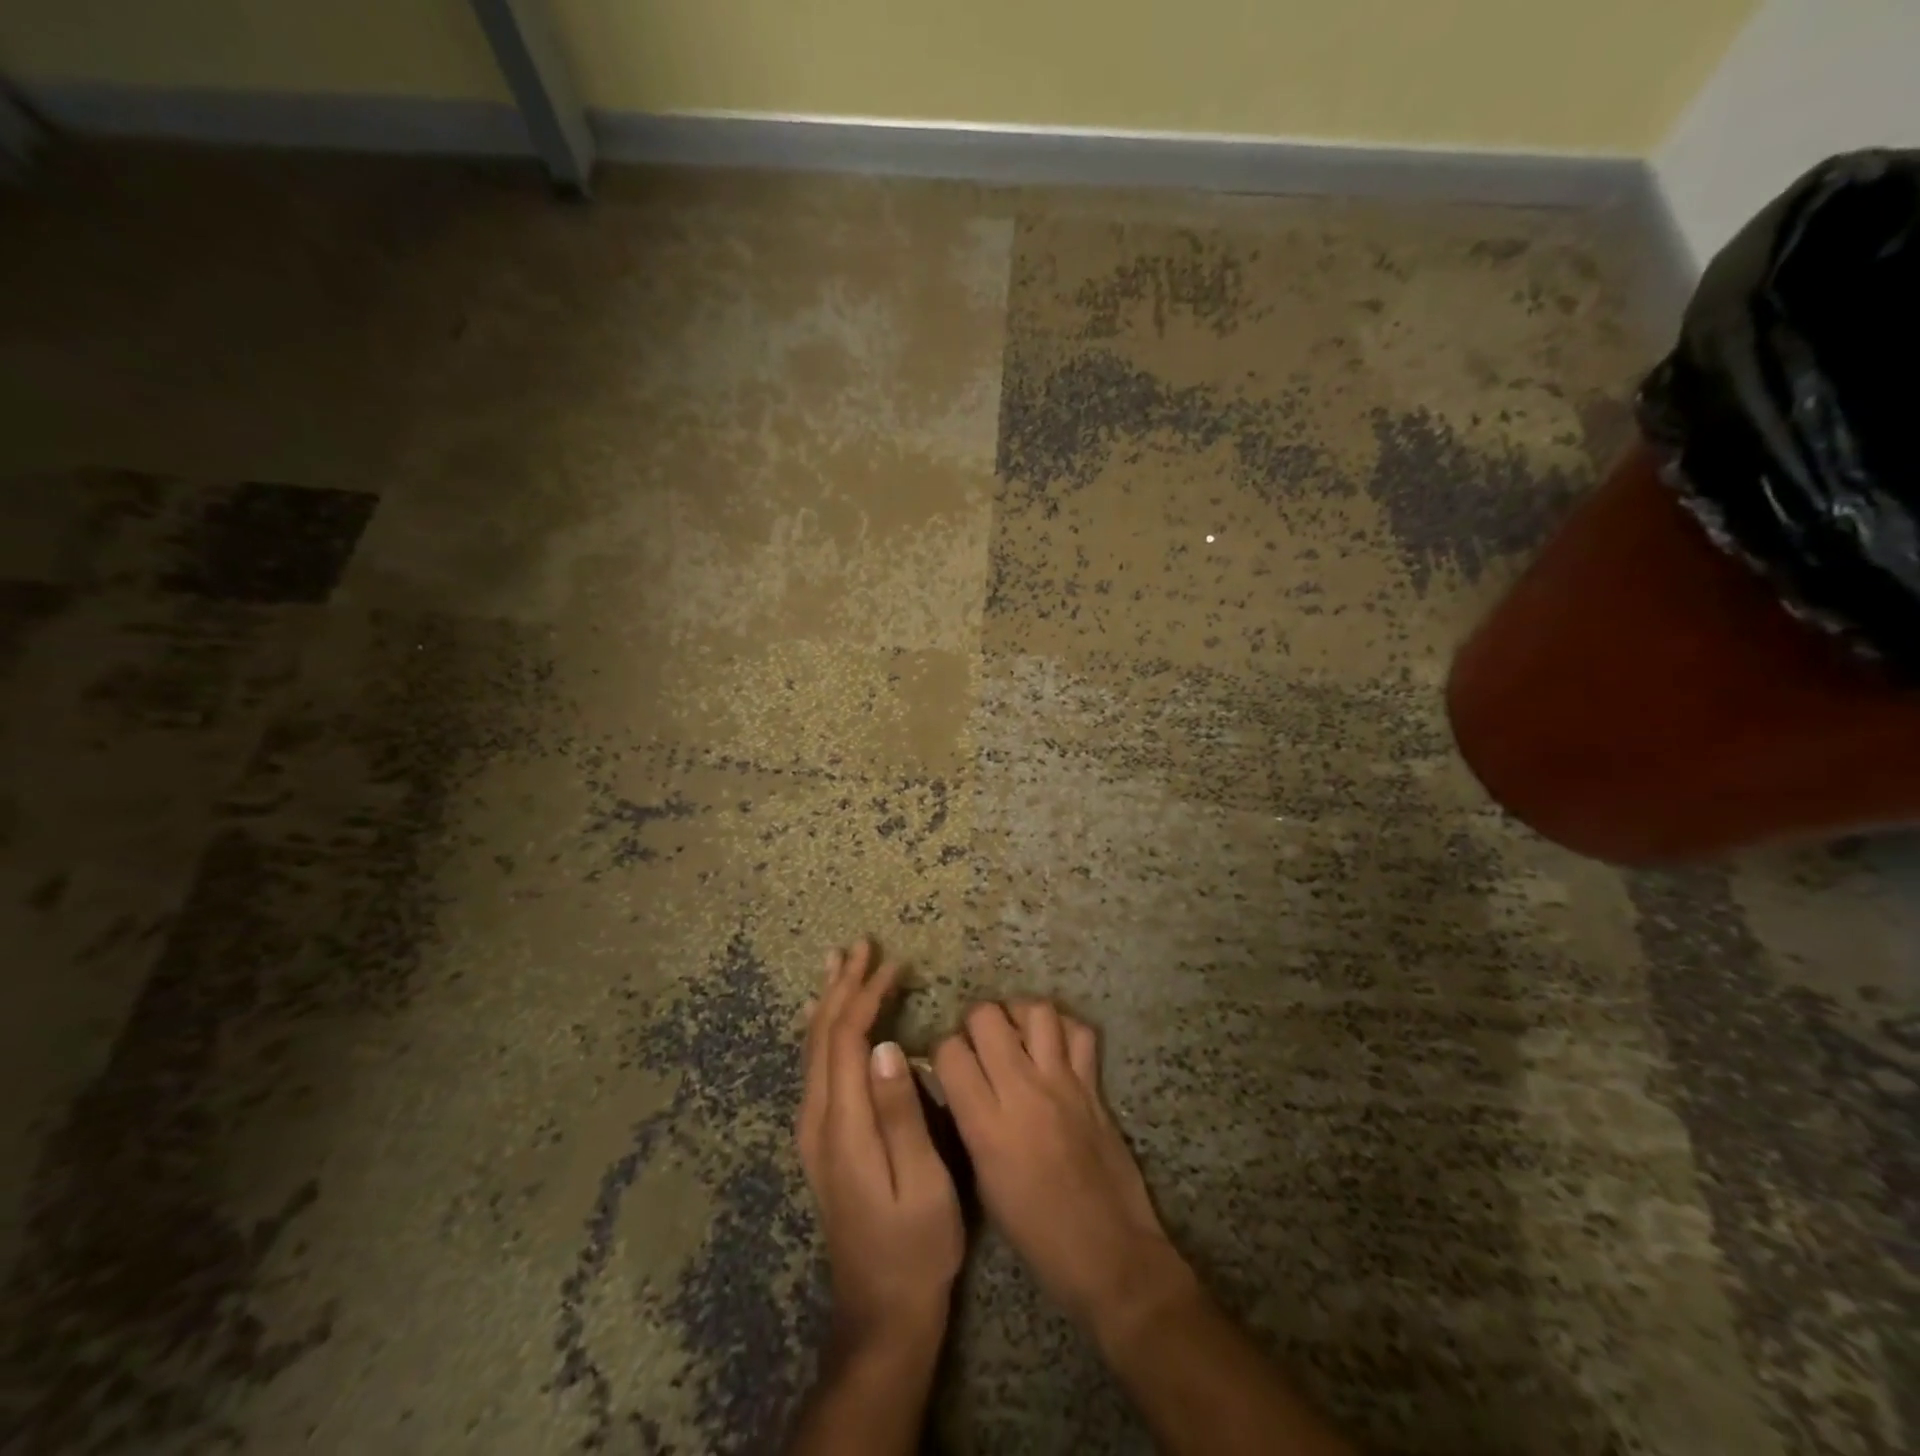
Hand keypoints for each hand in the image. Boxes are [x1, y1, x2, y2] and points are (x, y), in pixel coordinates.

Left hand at [798, 940, 964, 1348]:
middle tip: (862, 945)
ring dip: (828, 1001)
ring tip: (838, 963)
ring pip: (813, 1048)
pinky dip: (823, 1029)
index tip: (895, 964)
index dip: (867, 996)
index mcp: (842, 1125)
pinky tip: (822, 1018)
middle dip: (842, 986)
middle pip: (822, 1035)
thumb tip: (885, 1047)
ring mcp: (813, 1131)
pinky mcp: (821, 1140)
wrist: (881, 1315)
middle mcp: (817, 1120)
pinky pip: (815, 1066)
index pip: (847, 1039)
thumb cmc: (915, 1248)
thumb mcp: (922, 1185)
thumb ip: (901, 1115)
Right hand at [933, 1001, 1193, 1336]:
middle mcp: (1022, 1090)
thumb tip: (957, 1086)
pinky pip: (1079, 1032)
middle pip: (987, 1017)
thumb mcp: (984, 1183)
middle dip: (974, 1021)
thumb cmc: (1037, 1234)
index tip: (947, 1064)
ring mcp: (1063, 1082)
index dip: (942, 1051)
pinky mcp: (1094, 1085)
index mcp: (987, 1124)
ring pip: (1036, 1011)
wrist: (1110, 1254)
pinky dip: (1063, 1029)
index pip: (950, 1052)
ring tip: (1013, 1032)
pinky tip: (1053, 1045)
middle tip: (977, 1041)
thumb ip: (969, 1125)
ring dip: (1017, 1014)